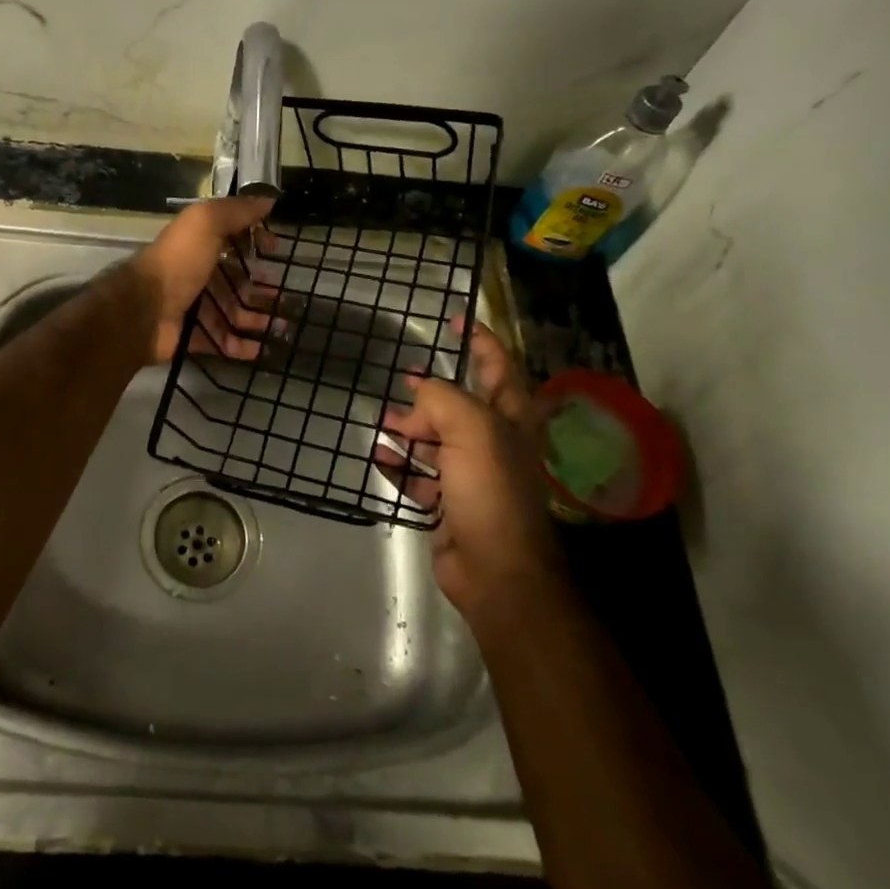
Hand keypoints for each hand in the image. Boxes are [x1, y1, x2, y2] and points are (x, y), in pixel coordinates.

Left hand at [131, 195, 276, 363]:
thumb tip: (268, 199)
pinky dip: (242, 347)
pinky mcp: (193, 336)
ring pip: (233, 313)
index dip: (255, 243)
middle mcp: (198, 274)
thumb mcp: (206, 223)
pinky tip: (262, 349)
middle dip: (262, 288)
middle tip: (287, 296)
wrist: (144, 310)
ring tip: (283, 327)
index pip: (233, 241)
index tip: (276, 250)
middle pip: (236, 281)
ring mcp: (195, 307)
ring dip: (258, 319)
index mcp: (200, 245)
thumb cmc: (179, 262)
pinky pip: (222, 342)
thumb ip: (236, 210)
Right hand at [376, 322, 562, 627]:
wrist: (495, 569)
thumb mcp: (470, 429)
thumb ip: (441, 398)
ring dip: (411, 428)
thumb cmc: (490, 489)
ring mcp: (472, 475)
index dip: (480, 339)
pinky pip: (420, 476)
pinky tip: (379, 454)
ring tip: (383, 418)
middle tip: (403, 376)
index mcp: (510, 419)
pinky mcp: (450, 503)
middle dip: (432, 390)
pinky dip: (400, 464)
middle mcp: (494, 442)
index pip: (498, 365)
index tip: (454, 319)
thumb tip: (417, 396)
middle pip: (461, 404)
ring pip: (437, 440)